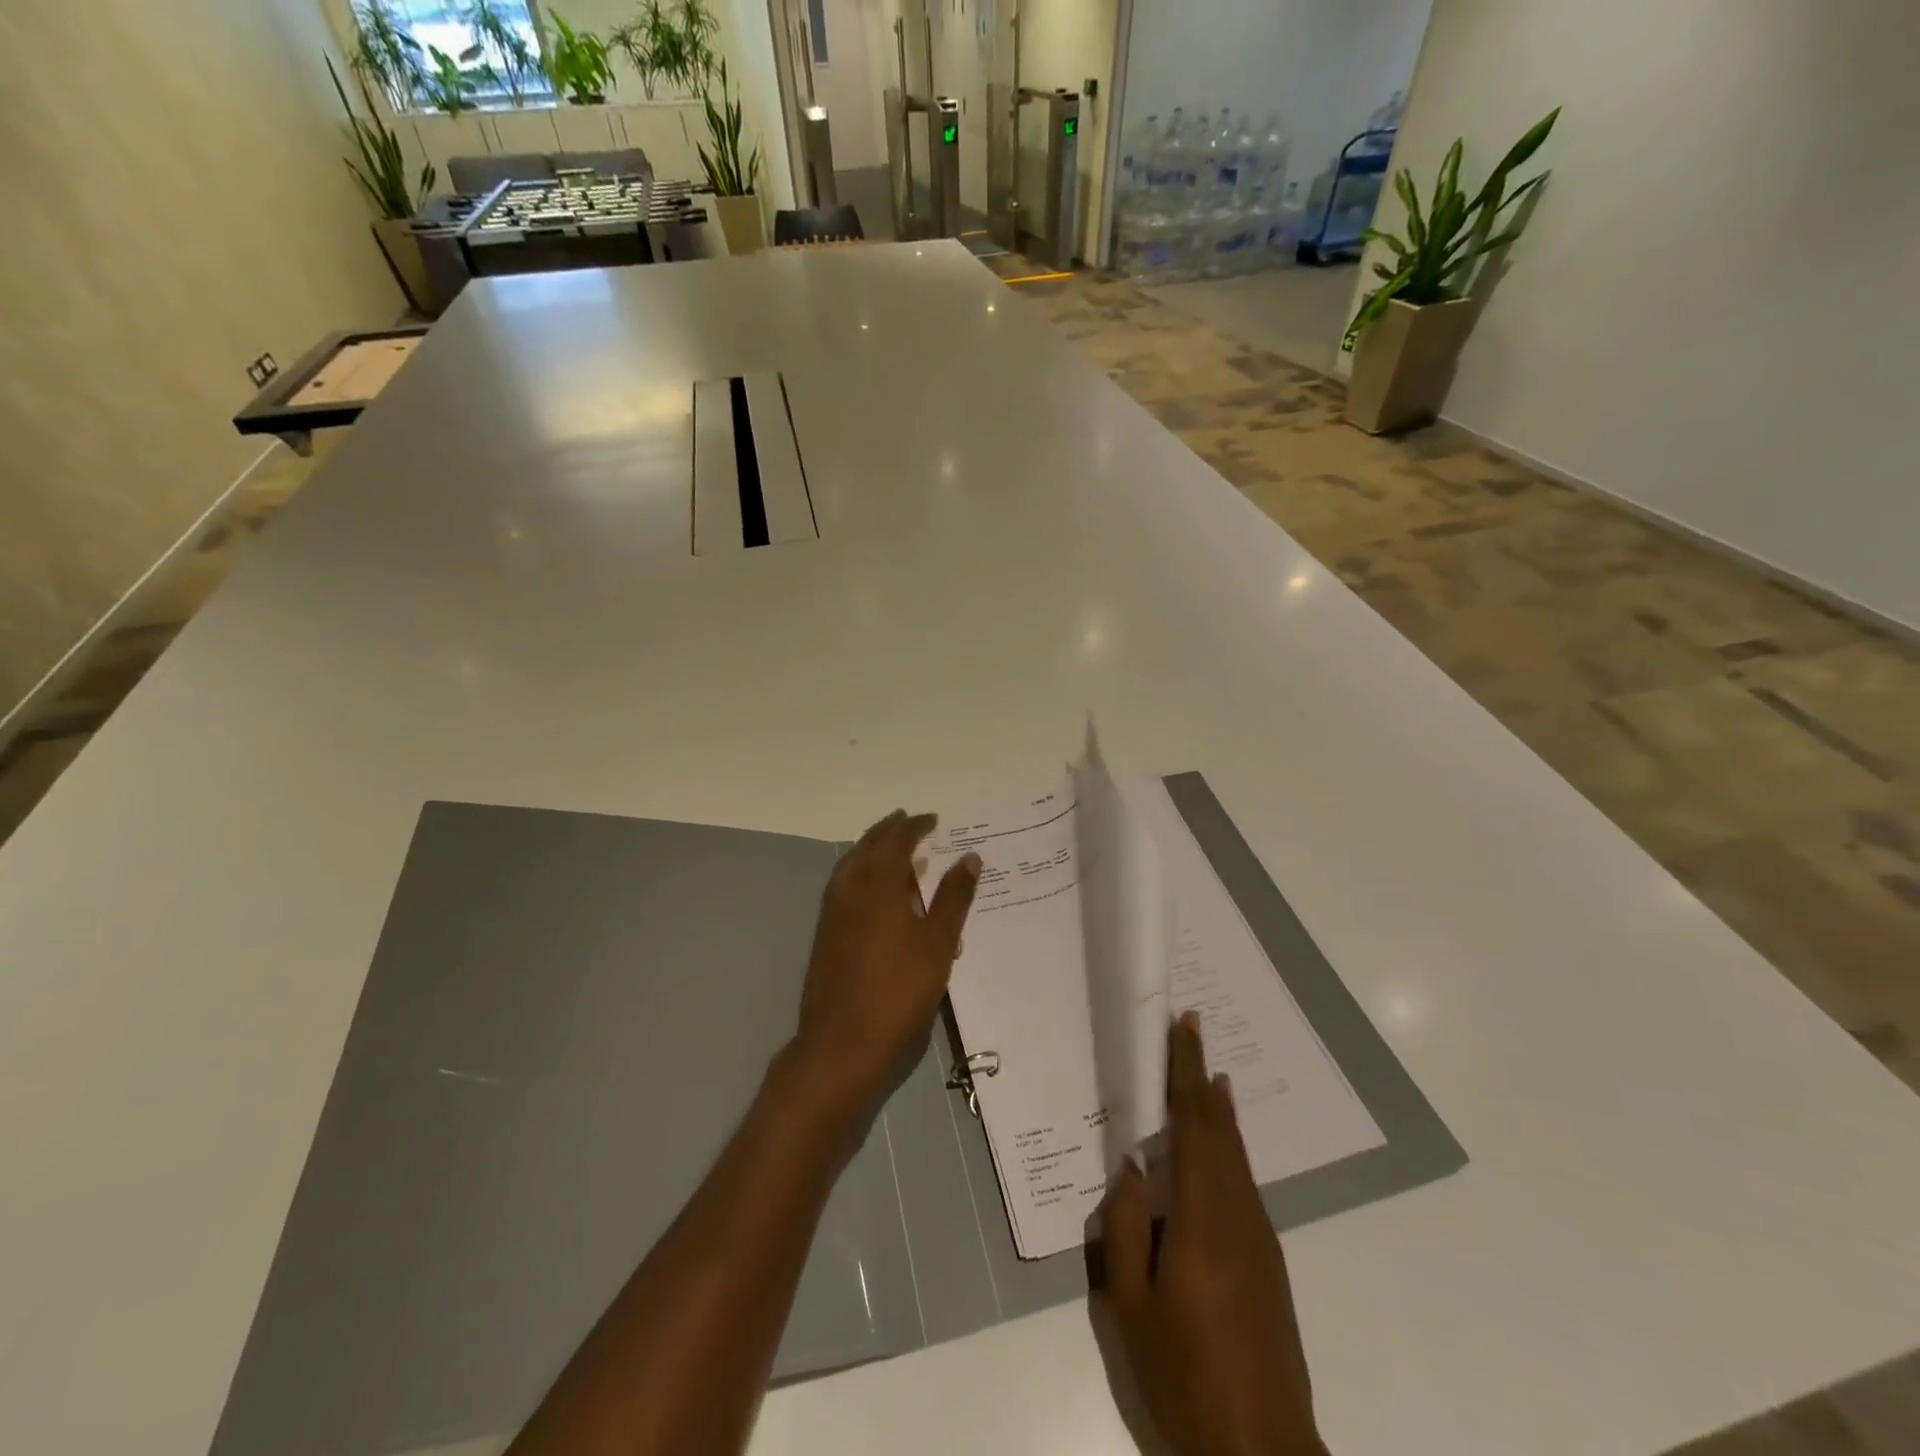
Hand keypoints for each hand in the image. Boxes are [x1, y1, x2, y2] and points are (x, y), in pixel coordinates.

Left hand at [790, 810, 980, 1115]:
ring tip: (893, 850)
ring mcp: (832, 910)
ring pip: (851, 863)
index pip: (897, 840)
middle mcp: (850, 886)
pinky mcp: (825, 932)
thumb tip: (969, 857)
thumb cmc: (899, 989)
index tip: (933, 820)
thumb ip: (954, 897)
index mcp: (879, 882)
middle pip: (868, 845)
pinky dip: (860, 872)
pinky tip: (874, 891)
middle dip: (889, 831)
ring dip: (871, 849)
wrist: (842, 1042)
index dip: (915, 826)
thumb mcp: (938, 943)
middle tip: (910, 823)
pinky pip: (844, 884)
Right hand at [1099, 1014, 1326, 1455]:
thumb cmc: (1186, 1374)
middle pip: (1222, 1129)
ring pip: (1236, 1155)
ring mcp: (1260, 1237)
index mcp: (1204, 1215)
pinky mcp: (1268, 1261)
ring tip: (1201, 1079)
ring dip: (1217, 1112)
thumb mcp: (1130, 1304)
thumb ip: (1126, 1227)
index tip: (1184, 1025)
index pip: (1195, 1123)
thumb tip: (1132, 1171)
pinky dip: (1225, 1148)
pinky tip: (1211, 1154)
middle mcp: (1240, 1212)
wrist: (1263, 1452)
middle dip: (1203, 1077)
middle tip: (1189, 1034)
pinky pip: (1242, 1183)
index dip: (1187, 1070)